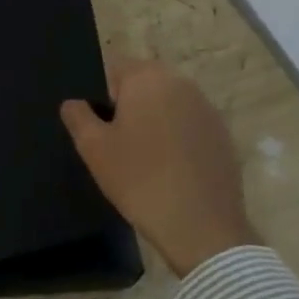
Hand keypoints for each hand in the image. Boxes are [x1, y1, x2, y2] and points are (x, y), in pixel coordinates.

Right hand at [60, 57, 258, 277]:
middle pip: (143, 85)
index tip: (100, 128)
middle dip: (128, 107)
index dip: (100, 96)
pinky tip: (170, 171)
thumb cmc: (139, 179)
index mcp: (148, 78)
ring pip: (167, 105)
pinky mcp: (224, 136)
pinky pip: (188, 127)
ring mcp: (207, 110)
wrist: (202, 229)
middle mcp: (182, 84)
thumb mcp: (92, 147)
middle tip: (117, 145)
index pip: (114, 69)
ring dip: (153, 122)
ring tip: (144, 160)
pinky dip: (176, 140)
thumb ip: (77, 115)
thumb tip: (74, 103)